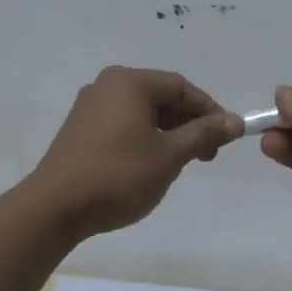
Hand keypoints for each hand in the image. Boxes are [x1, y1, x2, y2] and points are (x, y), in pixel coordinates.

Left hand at [29, 67, 241, 238]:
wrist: (55, 208)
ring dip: (169, 133)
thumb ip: (204, 134)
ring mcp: (89, 107)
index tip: (227, 137)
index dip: (209, 110)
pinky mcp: (80, 130)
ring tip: (183, 162)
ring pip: (142, 112)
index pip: (180, 86)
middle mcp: (107, 85)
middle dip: (189, 123)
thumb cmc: (118, 176)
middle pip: (161, 96)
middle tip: (207, 155)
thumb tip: (236, 121)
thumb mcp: (169, 155)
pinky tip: (152, 164)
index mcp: (129, 82)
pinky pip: (123, 124)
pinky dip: (145, 138)